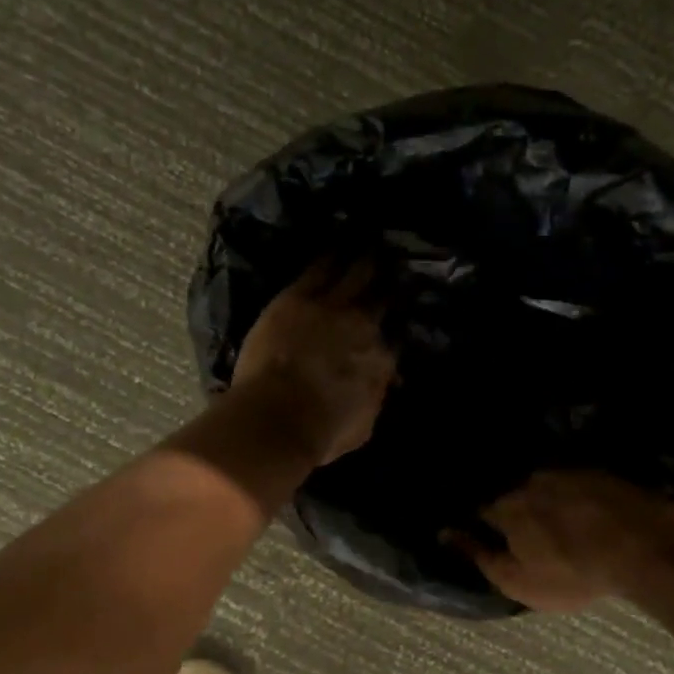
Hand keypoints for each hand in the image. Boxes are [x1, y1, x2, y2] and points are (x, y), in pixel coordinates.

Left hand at [231, 260, 397, 464]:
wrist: (280, 417)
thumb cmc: (321, 432)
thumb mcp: (362, 425)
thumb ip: (373, 400)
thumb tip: (381, 387)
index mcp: (381, 361)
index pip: (392, 339)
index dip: (393, 328)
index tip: (394, 320)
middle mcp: (364, 326)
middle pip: (381, 297)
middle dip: (388, 282)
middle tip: (393, 265)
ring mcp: (332, 307)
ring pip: (356, 273)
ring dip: (365, 259)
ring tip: (372, 244)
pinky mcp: (298, 297)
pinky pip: (320, 268)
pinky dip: (332, 255)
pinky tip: (338, 241)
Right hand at [451, 471, 673, 612]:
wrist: (642, 545)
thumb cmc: (572, 573)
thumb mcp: (518, 580)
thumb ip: (479, 556)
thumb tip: (445, 533)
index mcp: (507, 508)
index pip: (482, 512)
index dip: (483, 525)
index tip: (490, 536)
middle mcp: (531, 482)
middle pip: (516, 496)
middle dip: (519, 511)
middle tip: (532, 534)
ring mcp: (568, 473)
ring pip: (548, 488)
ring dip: (549, 502)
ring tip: (563, 523)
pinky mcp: (600, 473)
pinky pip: (578, 484)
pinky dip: (577, 497)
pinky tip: (590, 514)